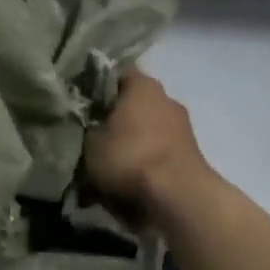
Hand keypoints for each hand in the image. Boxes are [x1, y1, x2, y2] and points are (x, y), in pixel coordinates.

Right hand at [84, 69, 213, 226]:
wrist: (178, 196)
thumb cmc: (130, 157)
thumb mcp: (90, 143)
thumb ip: (85, 128)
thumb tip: (86, 125)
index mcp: (142, 85)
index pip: (114, 72)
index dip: (94, 85)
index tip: (79, 101)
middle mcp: (165, 98)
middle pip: (132, 102)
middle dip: (113, 117)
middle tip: (90, 134)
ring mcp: (182, 125)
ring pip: (146, 127)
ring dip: (130, 140)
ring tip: (108, 162)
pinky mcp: (190, 152)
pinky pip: (158, 150)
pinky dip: (144, 160)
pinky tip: (128, 178)